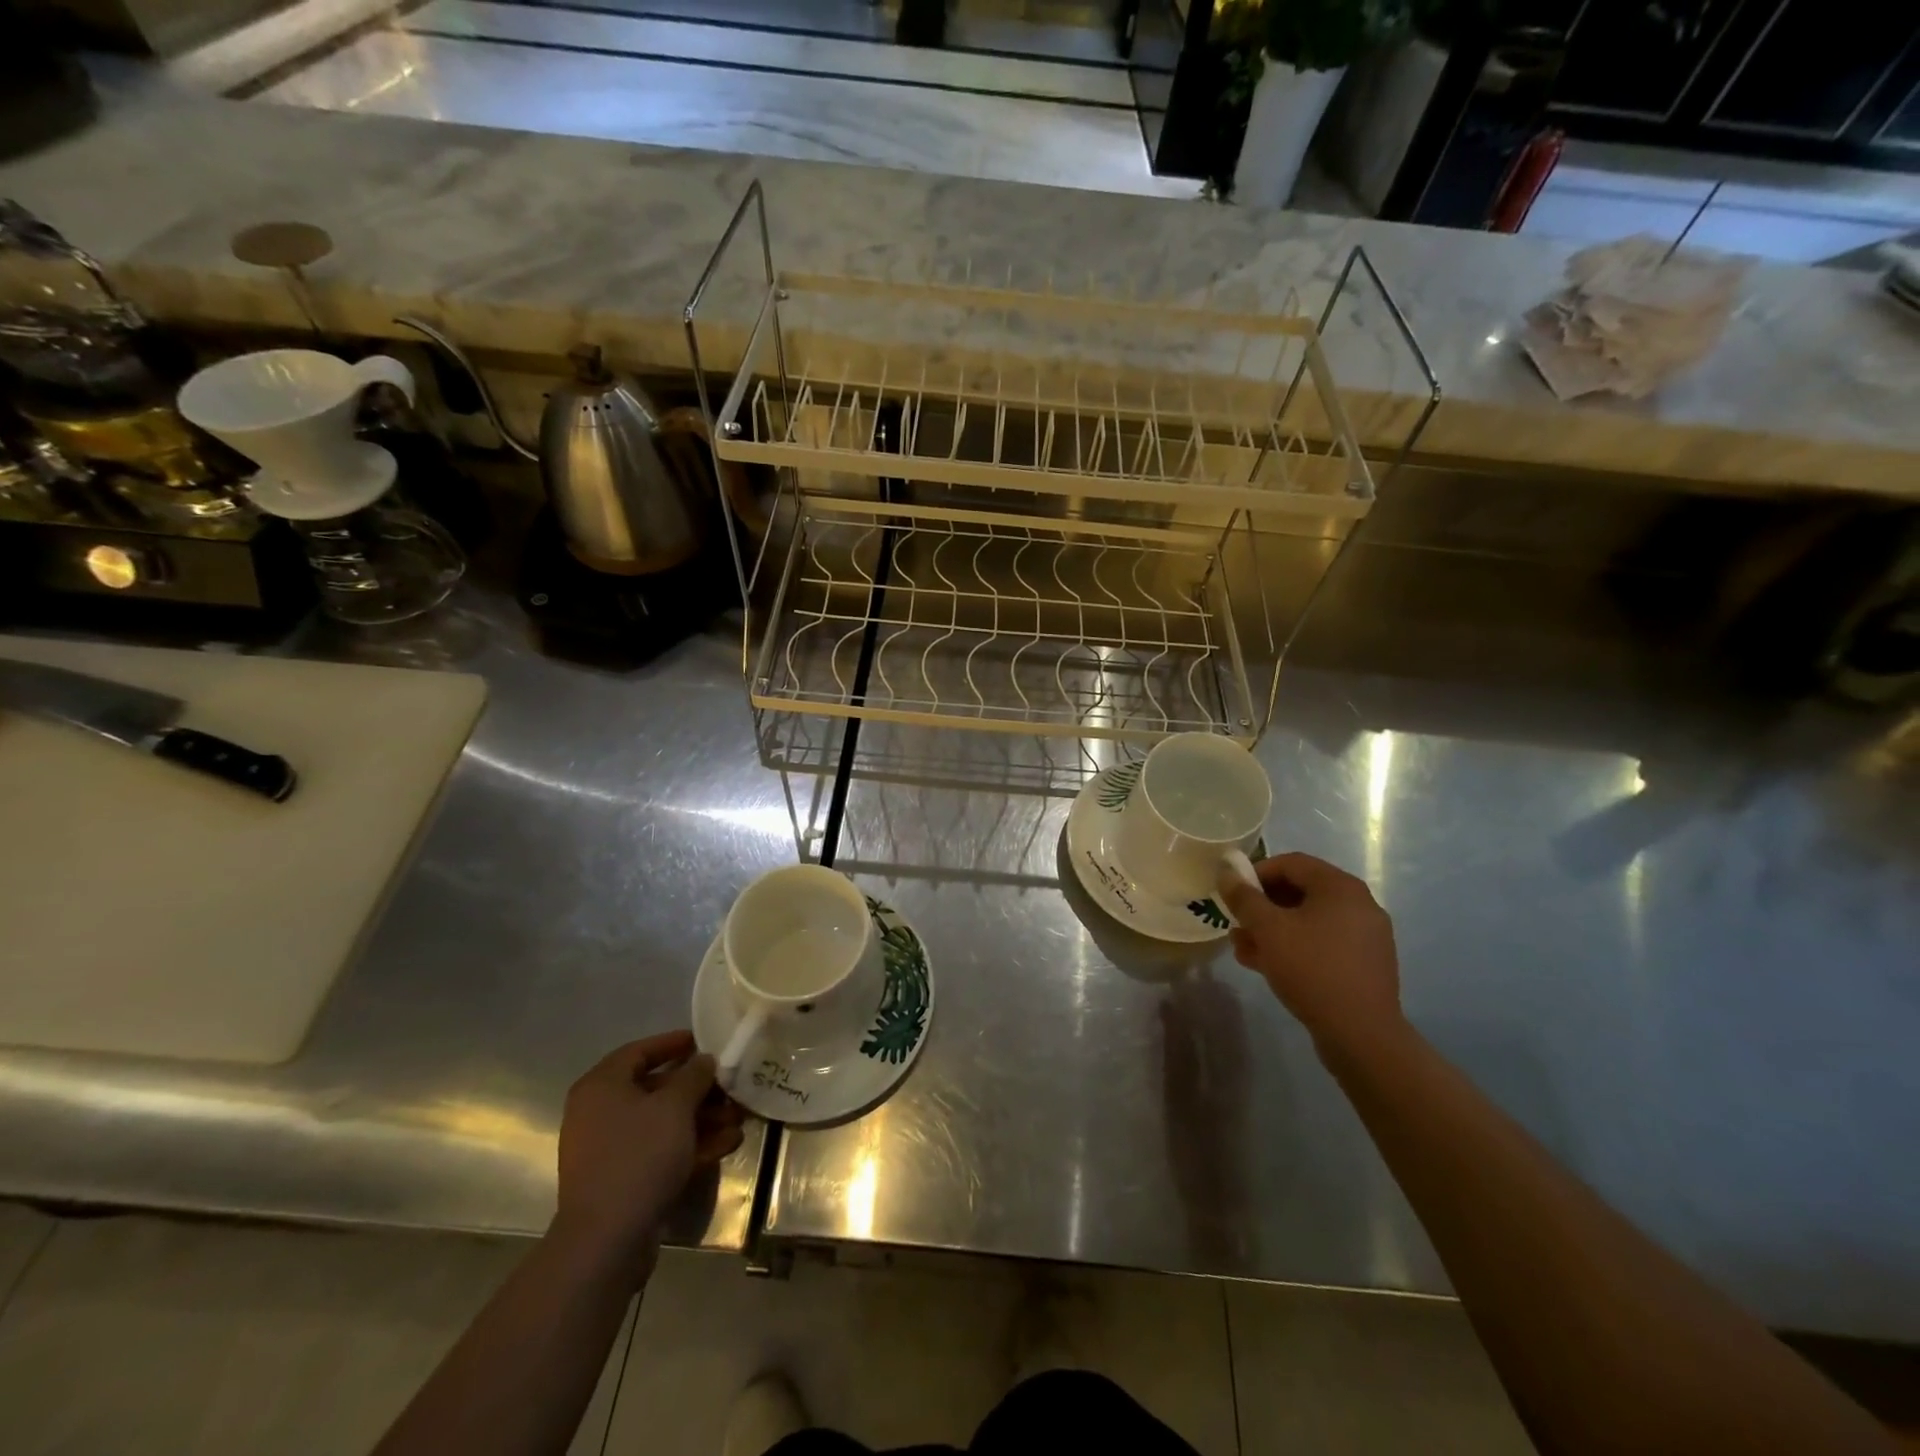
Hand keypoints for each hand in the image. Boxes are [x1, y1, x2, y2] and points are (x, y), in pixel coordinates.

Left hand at [550, 1031, 744, 1287]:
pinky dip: (690, 1146)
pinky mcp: (622, 1180)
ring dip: (701, 1119)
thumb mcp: (675, 1106)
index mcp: (602, 1087)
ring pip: (662, 1123)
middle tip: (731, 1088)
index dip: (673, 1043)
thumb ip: (694, 1076)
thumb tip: (703, 1060)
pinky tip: (727, 1145)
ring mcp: (610, 1149)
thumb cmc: (639, 1156)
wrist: (607, 1240)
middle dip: (698, 1090)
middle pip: (656, 1089)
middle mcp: (599, 1113)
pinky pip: (659, 1151)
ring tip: (738, 1119)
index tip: (705, 1042)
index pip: (640, 1051)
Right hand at [1218, 852, 1402, 1050]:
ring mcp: (1366, 936)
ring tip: (1245, 950)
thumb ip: (1244, 897)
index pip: (1291, 863)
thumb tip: (1226, 871)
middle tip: (1237, 924)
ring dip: (1273, 930)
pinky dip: (1295, 947)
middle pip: (1300, 892)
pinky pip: (1323, 943)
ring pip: (1309, 921)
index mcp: (1341, 887)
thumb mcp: (1268, 930)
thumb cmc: (1312, 969)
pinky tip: (1270, 967)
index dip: (1256, 873)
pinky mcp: (1364, 964)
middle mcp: (1359, 905)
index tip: (1233, 894)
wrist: (1361, 1035)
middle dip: (1262, 906)